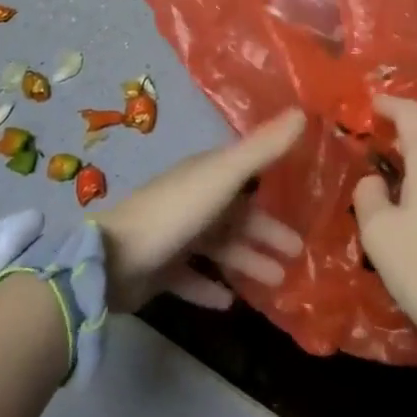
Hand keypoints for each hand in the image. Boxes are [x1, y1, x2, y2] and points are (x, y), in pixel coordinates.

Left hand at [95, 109, 306, 312]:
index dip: (272, 186)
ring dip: (247, 262)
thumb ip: (263, 149)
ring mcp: (174, 235)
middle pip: (236, 216)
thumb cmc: (175, 212)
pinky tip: (229, 304)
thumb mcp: (224, 176)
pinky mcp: (159, 269)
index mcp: (206, 175)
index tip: (300, 199)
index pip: (246, 176)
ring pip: (219, 248)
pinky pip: (192, 278)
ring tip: (277, 283)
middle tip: (297, 254)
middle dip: (266, 233)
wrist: (113, 259)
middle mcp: (192, 200)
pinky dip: (210, 288)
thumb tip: (304, 112)